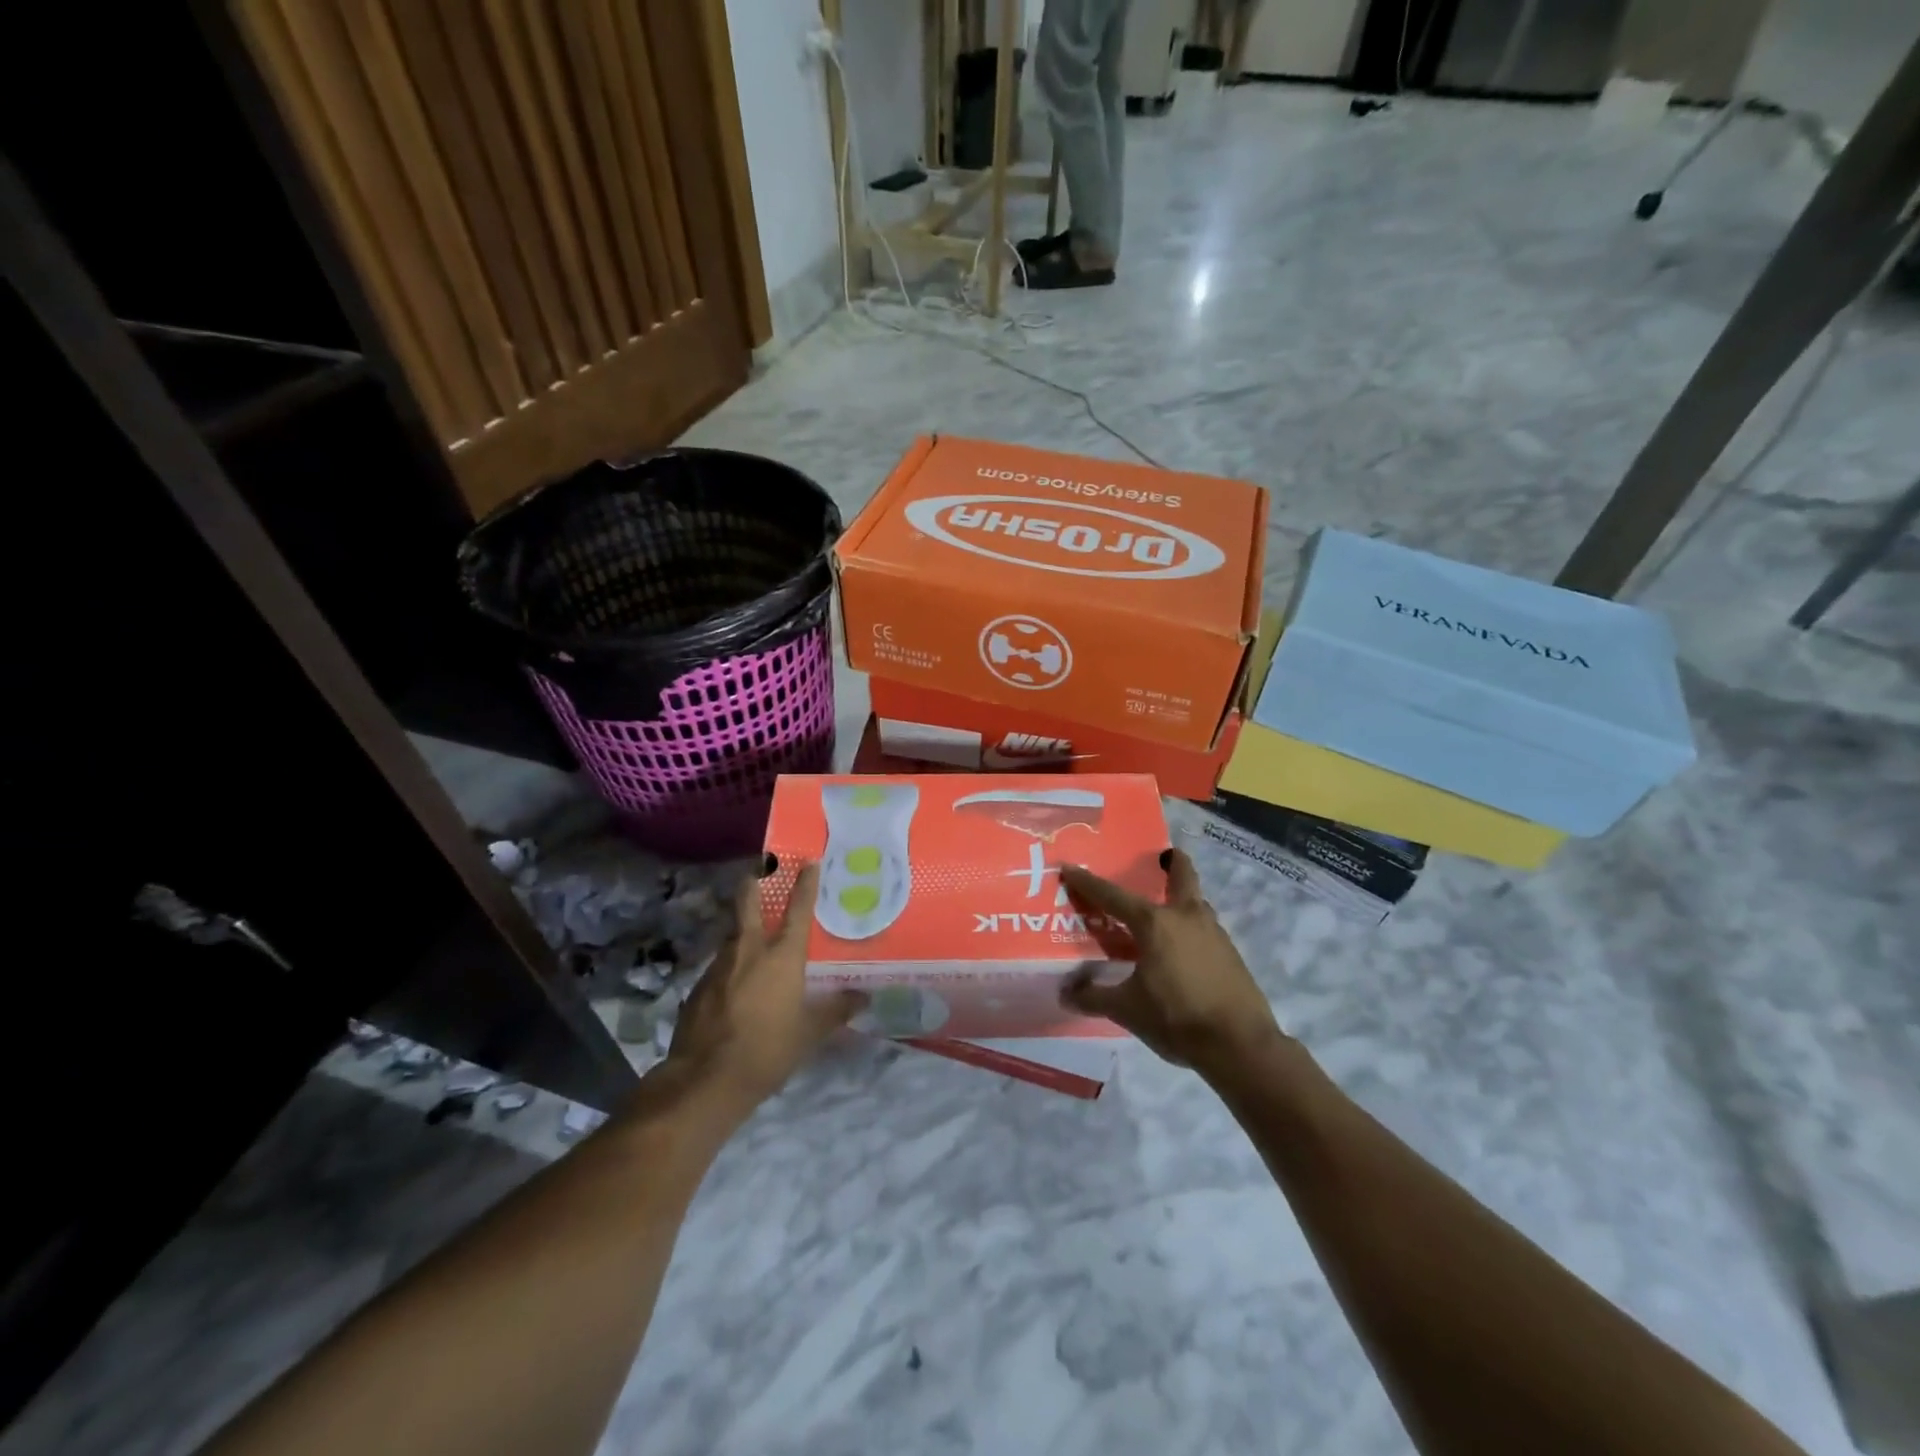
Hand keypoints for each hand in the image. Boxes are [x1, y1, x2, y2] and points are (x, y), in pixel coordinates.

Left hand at [669, 863, 864, 1108]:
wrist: (705, 1080)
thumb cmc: (768, 1049)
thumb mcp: (810, 1033)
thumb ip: (836, 1010)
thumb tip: (864, 997)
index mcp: (781, 957)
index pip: (797, 911)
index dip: (805, 885)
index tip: (808, 862)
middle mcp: (748, 951)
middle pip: (748, 906)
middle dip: (753, 885)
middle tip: (756, 870)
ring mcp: (718, 968)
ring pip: (733, 938)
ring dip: (742, 932)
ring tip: (753, 939)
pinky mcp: (698, 989)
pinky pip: (720, 968)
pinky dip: (730, 967)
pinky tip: (734, 985)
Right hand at [1061, 848, 1284, 1075]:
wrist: (1240, 1046)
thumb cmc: (1177, 1018)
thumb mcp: (1127, 1009)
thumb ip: (1094, 997)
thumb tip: (1065, 992)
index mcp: (1155, 923)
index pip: (1113, 896)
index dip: (1088, 882)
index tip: (1069, 866)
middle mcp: (1186, 917)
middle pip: (1182, 875)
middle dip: (1172, 862)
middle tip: (1159, 860)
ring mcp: (1214, 933)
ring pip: (1196, 903)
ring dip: (1181, 899)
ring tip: (1162, 914)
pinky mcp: (1231, 954)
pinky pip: (1205, 929)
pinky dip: (1190, 929)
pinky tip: (1181, 950)